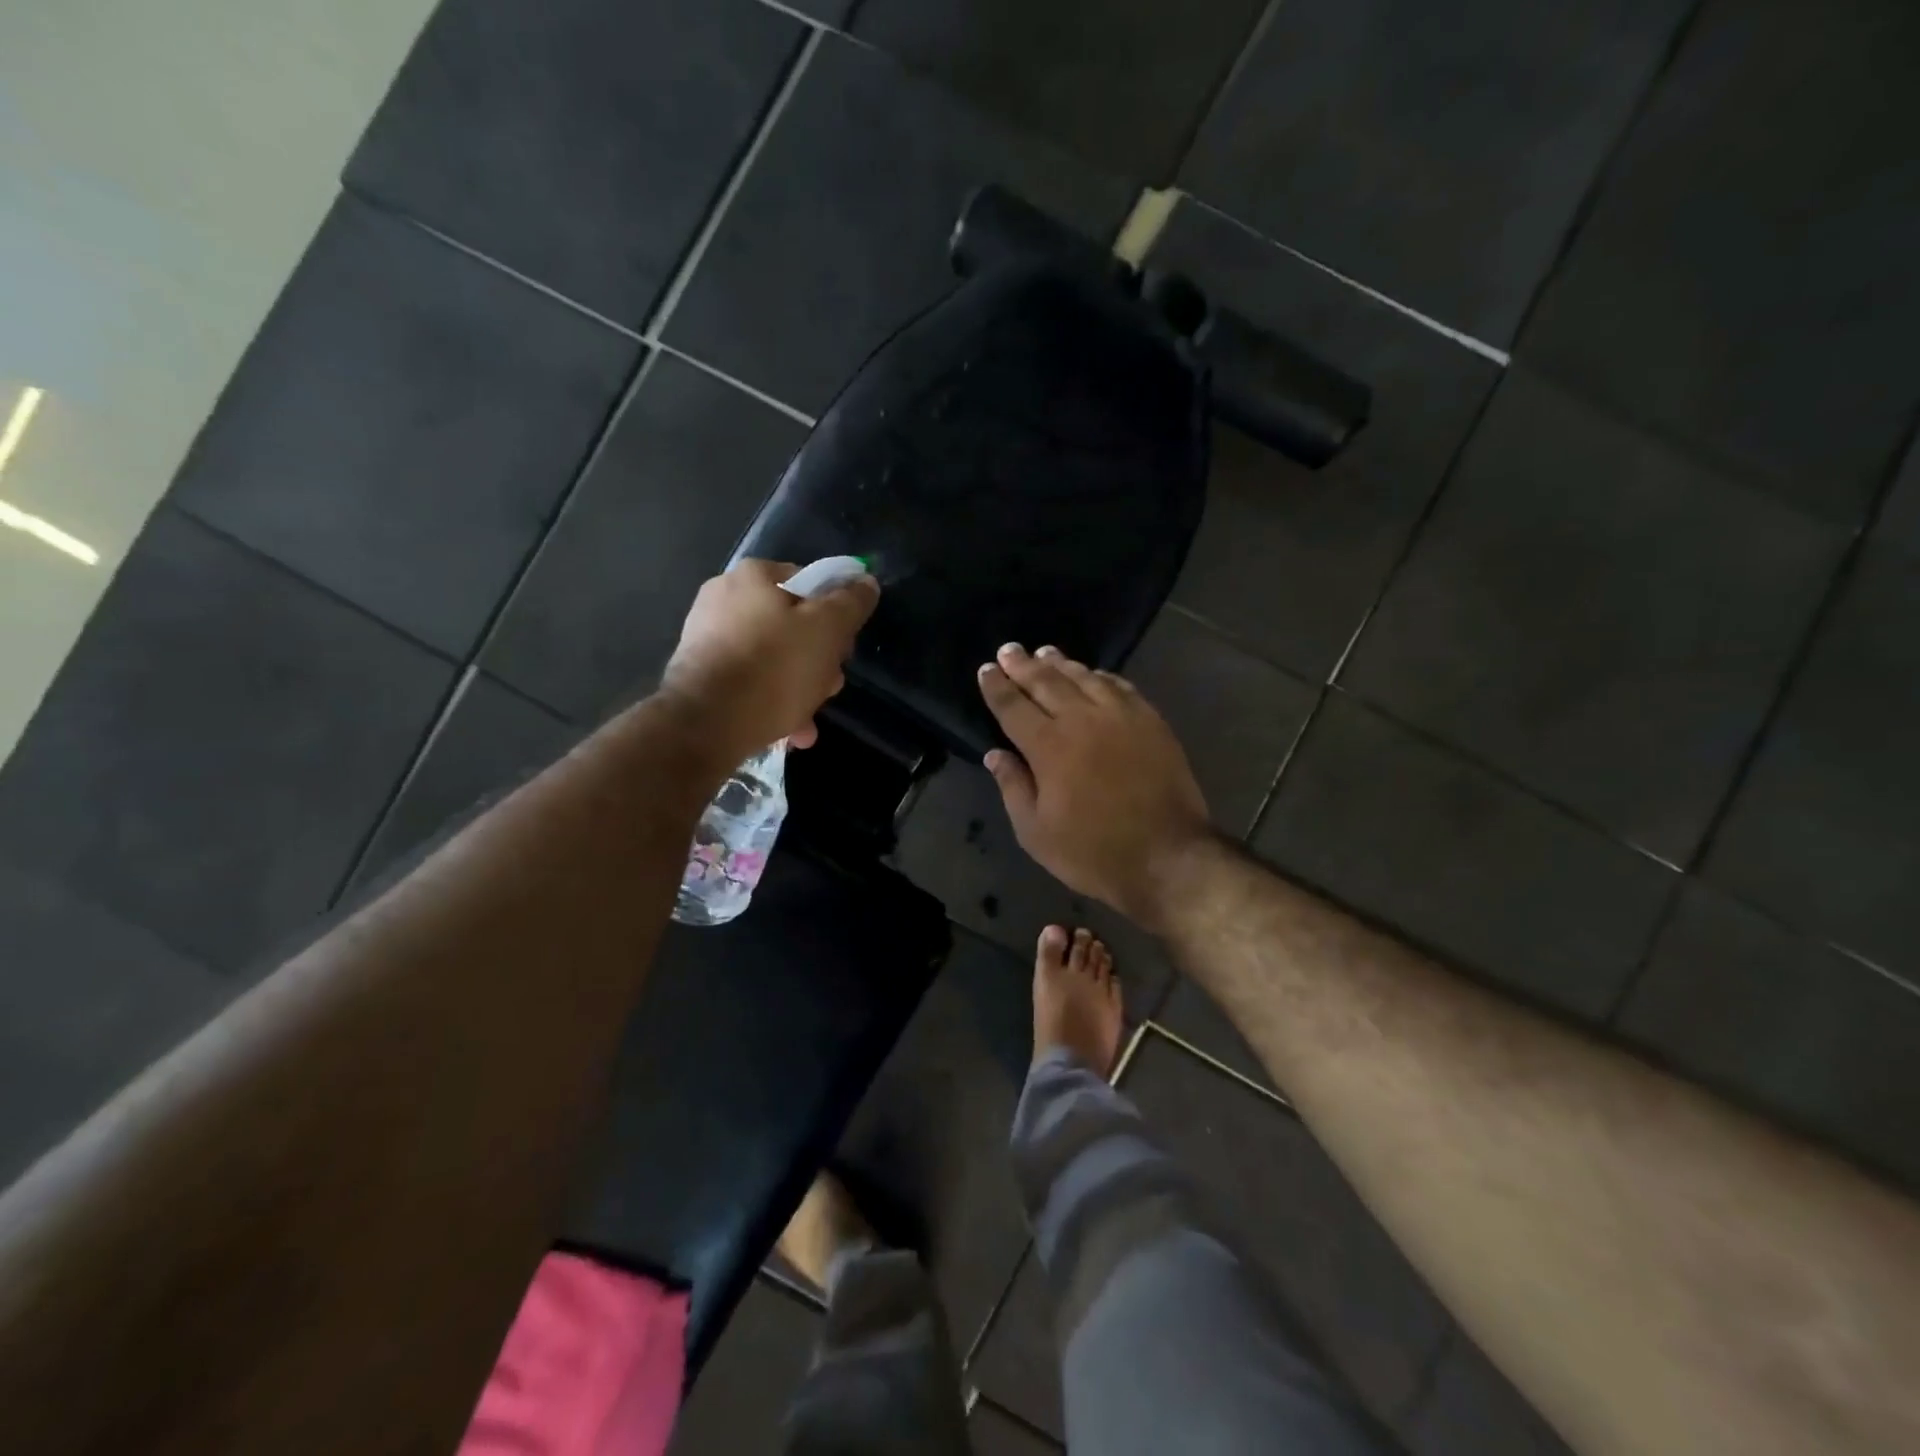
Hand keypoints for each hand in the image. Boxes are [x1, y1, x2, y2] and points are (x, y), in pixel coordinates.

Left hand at [661, 559, 879, 763]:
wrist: (706, 724)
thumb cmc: (774, 668)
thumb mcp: (827, 630)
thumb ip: (850, 603)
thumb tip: (865, 581)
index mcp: (754, 575)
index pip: (811, 584)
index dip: (837, 616)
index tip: (845, 649)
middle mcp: (724, 598)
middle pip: (792, 625)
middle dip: (818, 660)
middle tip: (829, 687)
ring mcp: (707, 637)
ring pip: (772, 658)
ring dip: (799, 688)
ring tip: (808, 721)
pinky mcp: (699, 674)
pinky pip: (749, 681)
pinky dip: (771, 701)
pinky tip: (789, 731)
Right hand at [978, 644, 1212, 932]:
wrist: (1168, 857)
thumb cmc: (1093, 852)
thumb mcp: (1036, 833)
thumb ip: (1013, 787)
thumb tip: (995, 754)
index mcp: (1048, 746)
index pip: (1013, 706)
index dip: (997, 687)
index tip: (987, 670)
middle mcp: (1082, 719)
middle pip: (1047, 681)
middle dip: (1023, 665)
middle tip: (1009, 650)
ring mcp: (1121, 716)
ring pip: (1084, 677)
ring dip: (1061, 663)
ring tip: (1045, 653)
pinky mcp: (1151, 721)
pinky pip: (1120, 686)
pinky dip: (1100, 676)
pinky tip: (1093, 674)